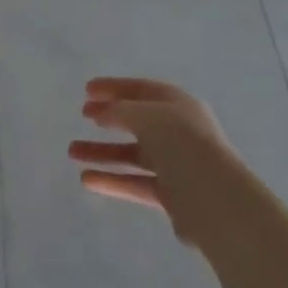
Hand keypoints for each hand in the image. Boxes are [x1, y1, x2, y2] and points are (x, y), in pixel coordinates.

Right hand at [67, 78, 246, 247]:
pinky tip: (86, 180)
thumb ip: (119, 111)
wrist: (215, 199)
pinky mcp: (171, 195)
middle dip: (108, 118)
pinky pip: (135, 183)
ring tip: (72, 152)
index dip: (114, 87)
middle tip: (83, 116)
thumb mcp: (146, 116)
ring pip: (132, 155)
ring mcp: (176, 164)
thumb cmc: (182, 144)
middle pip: (137, 121)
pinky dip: (112, 180)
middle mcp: (178, 131)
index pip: (142, 90)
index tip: (87, 90)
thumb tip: (101, 111)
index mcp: (178, 105)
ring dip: (103, 152)